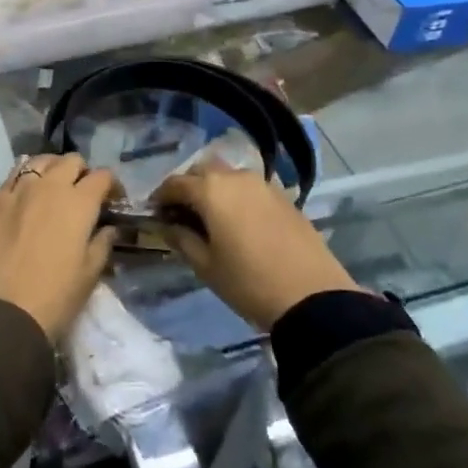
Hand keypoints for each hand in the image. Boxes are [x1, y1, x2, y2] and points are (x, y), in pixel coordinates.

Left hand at [0, 153, 117, 342]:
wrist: (3, 312)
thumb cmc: (55, 297)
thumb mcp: (90, 274)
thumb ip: (102, 243)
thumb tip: (109, 228)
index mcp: (78, 202)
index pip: (102, 176)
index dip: (112, 186)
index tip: (113, 201)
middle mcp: (49, 186)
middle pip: (71, 161)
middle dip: (82, 172)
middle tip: (83, 194)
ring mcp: (18, 190)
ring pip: (39, 161)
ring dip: (52, 169)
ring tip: (53, 189)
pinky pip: (13, 177)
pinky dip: (25, 179)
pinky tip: (26, 196)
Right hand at [155, 160, 359, 330]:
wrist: (312, 297)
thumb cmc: (249, 282)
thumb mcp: (206, 266)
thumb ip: (182, 239)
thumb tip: (168, 225)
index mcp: (211, 190)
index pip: (175, 183)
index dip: (161, 197)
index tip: (155, 213)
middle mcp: (235, 177)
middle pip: (202, 170)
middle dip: (188, 186)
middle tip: (182, 212)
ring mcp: (263, 184)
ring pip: (229, 176)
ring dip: (214, 189)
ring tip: (212, 217)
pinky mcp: (284, 196)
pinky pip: (250, 188)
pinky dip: (237, 196)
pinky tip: (239, 221)